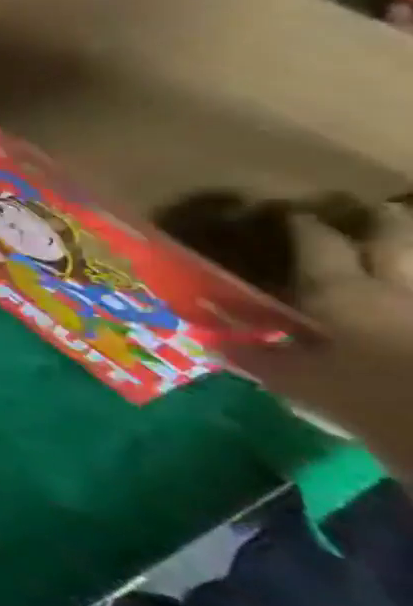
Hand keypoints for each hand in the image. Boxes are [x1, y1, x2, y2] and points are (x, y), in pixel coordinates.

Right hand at [234, 205, 412, 440]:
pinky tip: (409, 291)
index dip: (303, 226)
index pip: (318, 244)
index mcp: (341, 292)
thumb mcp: (300, 383)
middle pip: (393, 240)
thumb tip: (211, 341)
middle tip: (371, 209)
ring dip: (410, 248)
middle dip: (380, 221)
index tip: (292, 213)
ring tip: (400, 241)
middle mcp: (396, 288)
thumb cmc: (372, 397)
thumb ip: (258, 358)